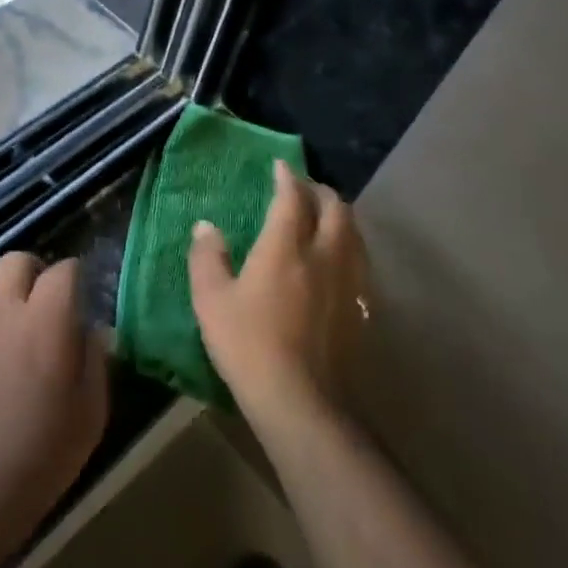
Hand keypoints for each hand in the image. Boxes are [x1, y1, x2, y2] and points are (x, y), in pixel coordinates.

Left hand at [0, 252, 108, 549]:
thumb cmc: (43, 452)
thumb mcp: (91, 411)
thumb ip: (95, 359)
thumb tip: (93, 330)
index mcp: (45, 319)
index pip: (64, 270)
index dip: (77, 278)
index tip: (84, 297)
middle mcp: (3, 308)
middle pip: (17, 260)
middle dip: (36, 272)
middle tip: (48, 304)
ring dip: (3, 290)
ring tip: (14, 321)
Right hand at [189, 159, 369, 432]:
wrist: (301, 402)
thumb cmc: (248, 344)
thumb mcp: (211, 300)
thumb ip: (207, 257)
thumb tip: (206, 226)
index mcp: (286, 247)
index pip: (292, 198)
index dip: (287, 177)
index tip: (281, 166)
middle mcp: (324, 255)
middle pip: (335, 209)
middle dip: (320, 191)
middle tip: (304, 187)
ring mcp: (349, 283)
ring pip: (354, 234)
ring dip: (339, 216)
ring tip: (324, 216)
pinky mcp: (361, 309)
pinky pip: (361, 262)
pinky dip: (349, 246)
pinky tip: (338, 260)